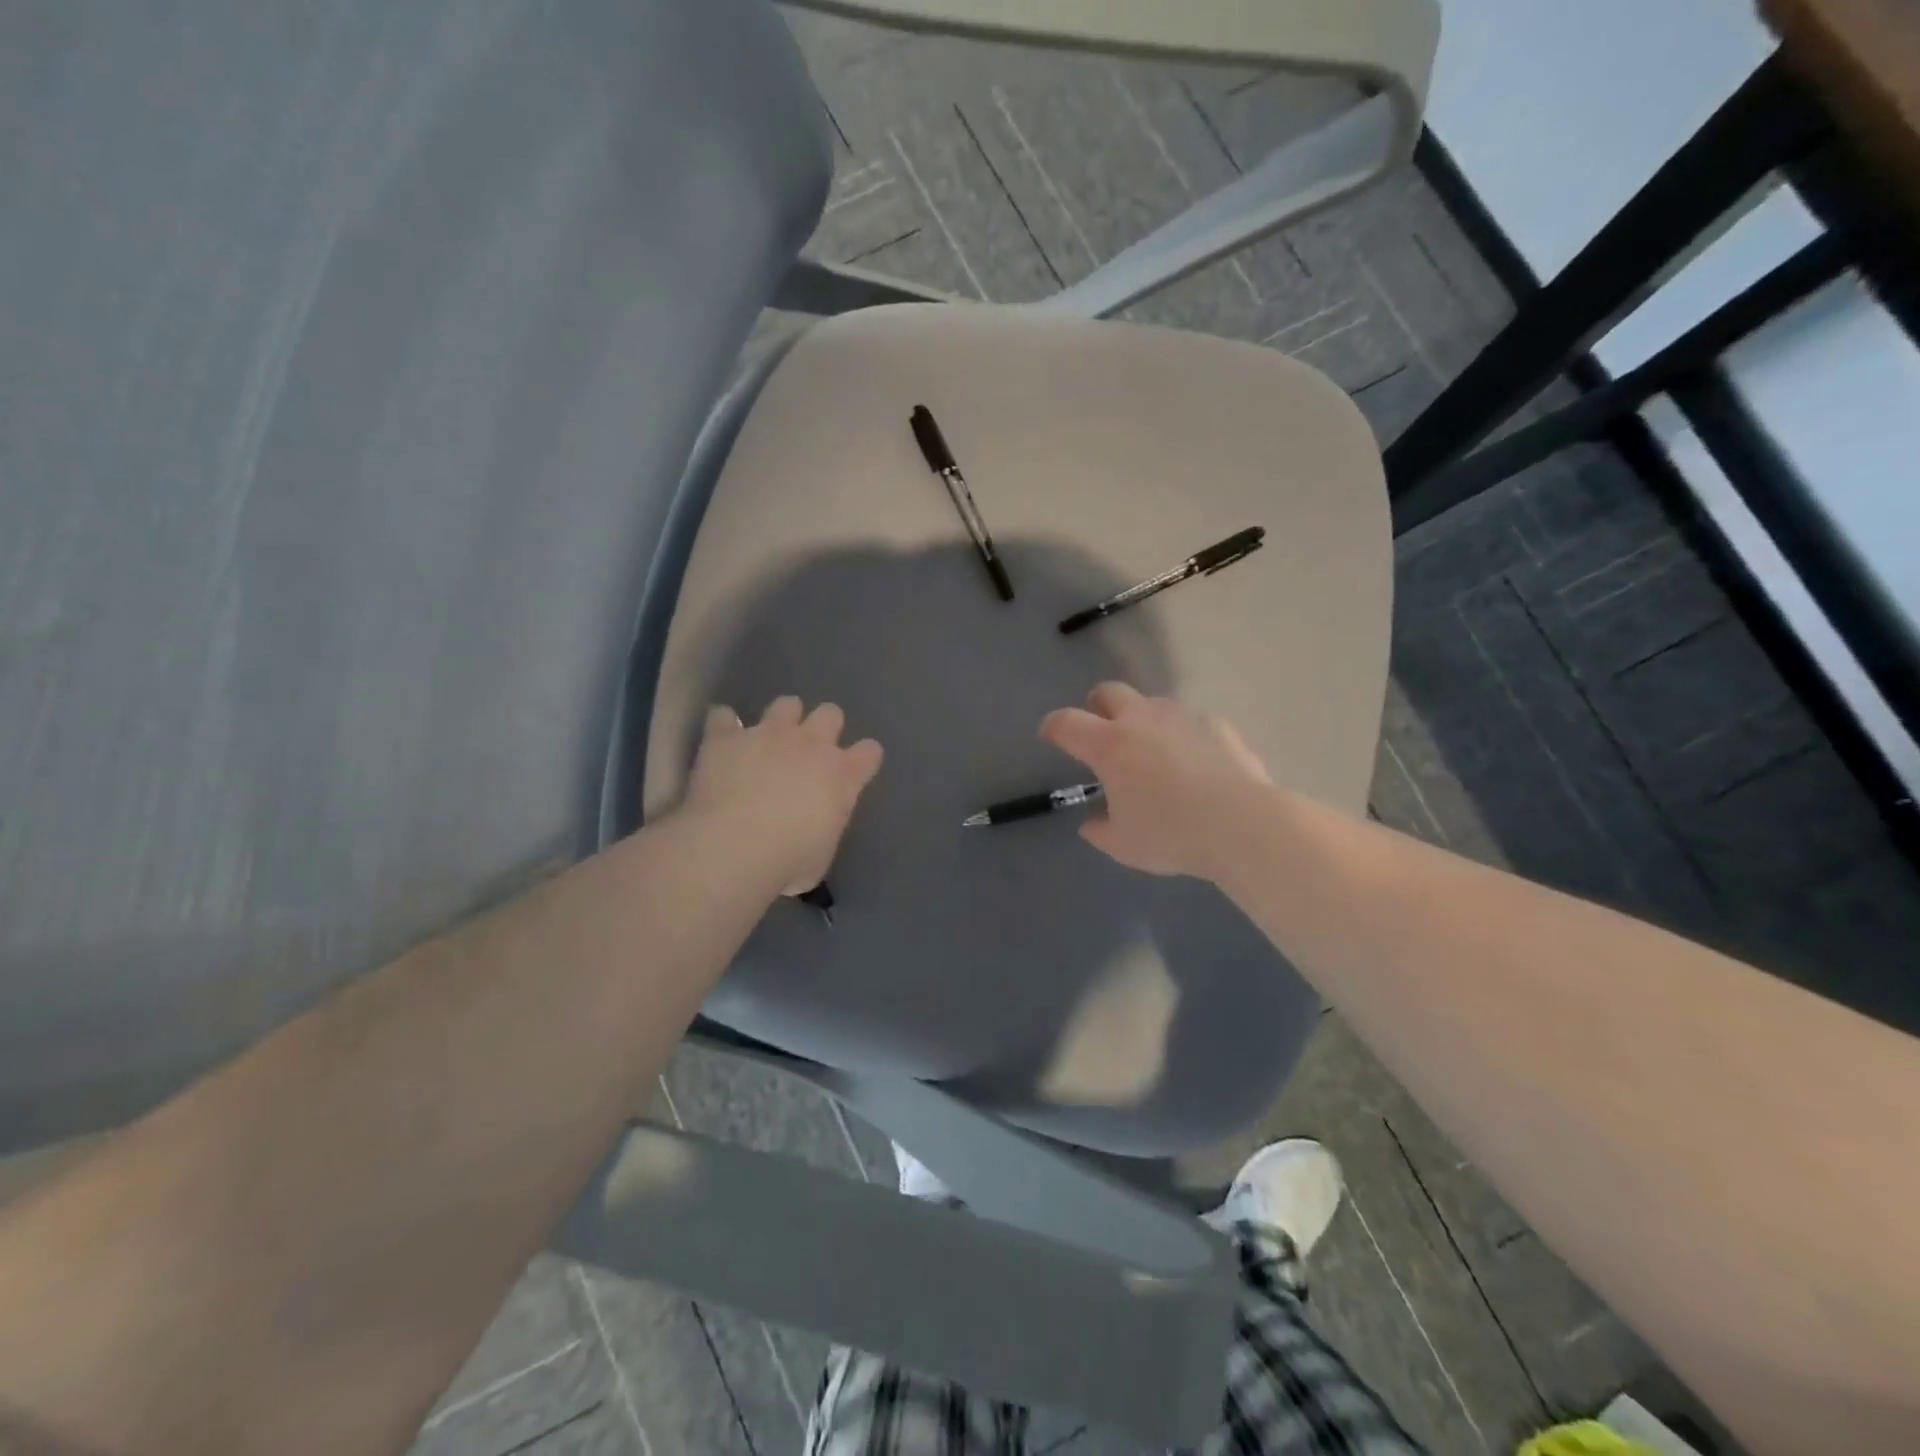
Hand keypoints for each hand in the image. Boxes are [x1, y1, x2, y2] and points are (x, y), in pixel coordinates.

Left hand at [682, 696, 883, 895]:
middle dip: (824, 726)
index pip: (869, 753)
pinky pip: (723, 716)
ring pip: (786, 704)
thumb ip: (823, 829)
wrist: (734, 846)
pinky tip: (721, 737)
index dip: (863, 758)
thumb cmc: (787, 861)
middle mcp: (810, 745)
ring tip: (769, 738)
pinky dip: (723, 725)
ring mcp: (768, 734)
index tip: (856, 768)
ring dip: (781, 717)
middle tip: (810, 749)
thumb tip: (812, 829)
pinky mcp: (727, 737)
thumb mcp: (821, 855)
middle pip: (831, 714)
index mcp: (842, 775)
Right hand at [1039, 683, 1270, 878]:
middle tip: (1100, 731)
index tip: (1049, 735)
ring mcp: (1183, 718)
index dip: (1052, 727)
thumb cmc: (1171, 834)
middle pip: (1109, 692)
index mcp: (1109, 745)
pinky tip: (1195, 763)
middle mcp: (1142, 720)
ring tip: (1151, 752)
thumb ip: (1100, 830)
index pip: (1067, 723)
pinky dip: (1183, 736)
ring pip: (1152, 704)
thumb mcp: (1123, 845)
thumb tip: (1092, 822)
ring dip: (1142, 720)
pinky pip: (1191, 723)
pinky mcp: (1217, 725)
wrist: (1243, 824)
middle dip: (1096, 705)